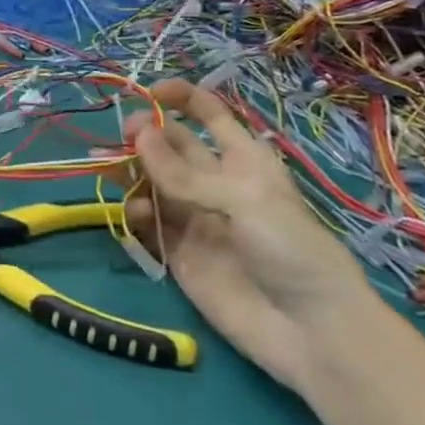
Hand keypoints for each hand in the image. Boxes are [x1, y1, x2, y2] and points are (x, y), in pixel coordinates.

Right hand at [120, 79, 375, 393]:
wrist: (310, 332)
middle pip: (171, 145)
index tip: (148, 92)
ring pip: (151, 181)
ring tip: (114, 170)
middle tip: (123, 137)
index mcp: (242, 160)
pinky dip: (135, 212)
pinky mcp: (178, 252)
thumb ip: (184, 172)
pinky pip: (147, 221)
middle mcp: (214, 183)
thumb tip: (138, 135)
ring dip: (130, 171)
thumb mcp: (243, 199)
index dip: (180, 98)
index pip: (209, 114)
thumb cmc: (290, 249)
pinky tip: (136, 213)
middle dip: (145, 135)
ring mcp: (194, 218)